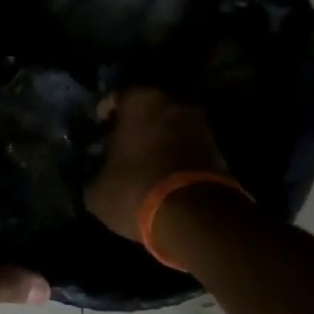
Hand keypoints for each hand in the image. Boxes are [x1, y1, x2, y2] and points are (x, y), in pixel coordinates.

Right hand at [85, 88, 226, 240]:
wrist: (193, 216)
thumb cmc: (134, 189)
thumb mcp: (97, 188)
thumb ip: (95, 171)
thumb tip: (97, 173)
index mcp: (139, 100)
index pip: (115, 98)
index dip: (105, 117)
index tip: (98, 134)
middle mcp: (173, 102)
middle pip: (147, 109)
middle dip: (134, 126)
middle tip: (120, 148)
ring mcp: (200, 123)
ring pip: (169, 127)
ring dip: (157, 141)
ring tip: (142, 165)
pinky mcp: (218, 148)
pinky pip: (187, 146)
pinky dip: (175, 156)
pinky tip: (162, 176)